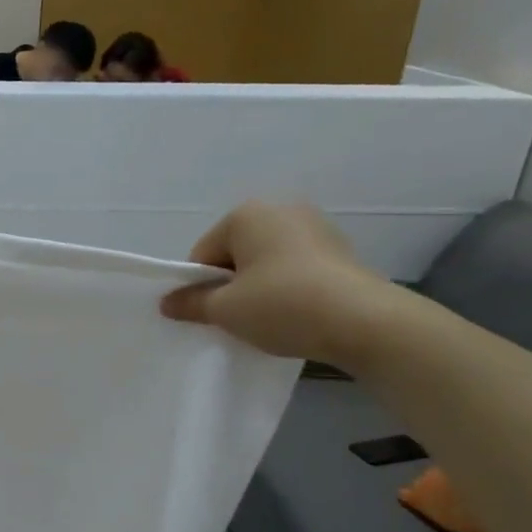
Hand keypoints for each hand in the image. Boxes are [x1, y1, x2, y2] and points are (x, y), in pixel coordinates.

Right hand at [160, 202, 394, 365]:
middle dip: (231, 284)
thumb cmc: (282, 305)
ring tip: (269, 319)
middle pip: (235, 253)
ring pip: (266, 261)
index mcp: (246, 214)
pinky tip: (295, 313)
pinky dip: (287, 287)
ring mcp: (315, 226)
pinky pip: (295, 267)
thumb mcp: (225, 310)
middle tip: (238, 318)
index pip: (203, 253)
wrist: (364, 322)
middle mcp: (280, 209)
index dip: (200, 286)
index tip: (211, 314)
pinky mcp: (340, 249)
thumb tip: (167, 303)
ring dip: (259, 287)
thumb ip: (191, 303)